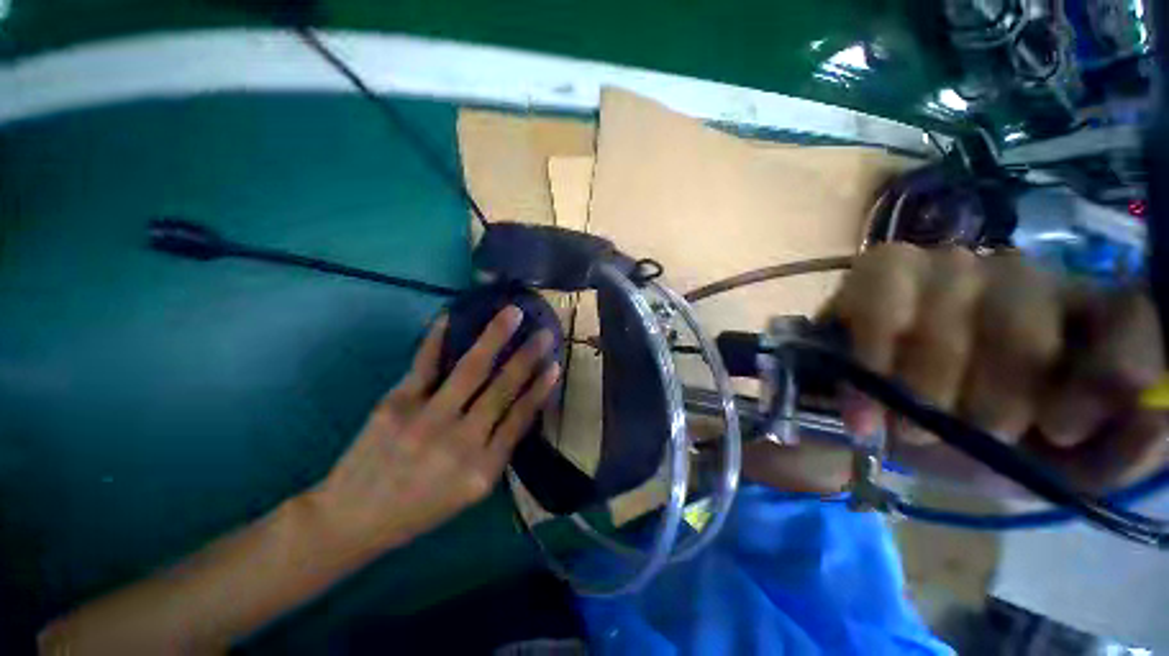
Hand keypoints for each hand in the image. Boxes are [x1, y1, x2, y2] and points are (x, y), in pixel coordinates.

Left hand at [314, 307, 559, 550]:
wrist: (353, 518)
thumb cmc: (421, 507)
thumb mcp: (471, 491)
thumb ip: (497, 450)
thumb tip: (520, 406)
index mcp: (482, 469)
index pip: (520, 419)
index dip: (540, 389)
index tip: (555, 364)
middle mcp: (459, 442)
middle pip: (501, 390)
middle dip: (526, 358)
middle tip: (544, 333)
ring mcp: (426, 420)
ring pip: (471, 370)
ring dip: (495, 338)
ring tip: (513, 313)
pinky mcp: (396, 404)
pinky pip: (424, 364)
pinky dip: (438, 339)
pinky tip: (451, 316)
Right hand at [828, 243, 1165, 491]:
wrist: (882, 424)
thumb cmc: (974, 445)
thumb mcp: (1048, 469)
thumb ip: (1111, 455)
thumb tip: (1156, 417)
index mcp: (1077, 320)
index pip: (1129, 312)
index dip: (1112, 363)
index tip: (1062, 430)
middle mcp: (1018, 277)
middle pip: (1024, 306)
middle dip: (998, 386)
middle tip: (974, 434)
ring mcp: (944, 265)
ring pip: (949, 308)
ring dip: (927, 380)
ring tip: (908, 427)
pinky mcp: (880, 269)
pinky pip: (879, 300)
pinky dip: (874, 352)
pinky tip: (869, 391)